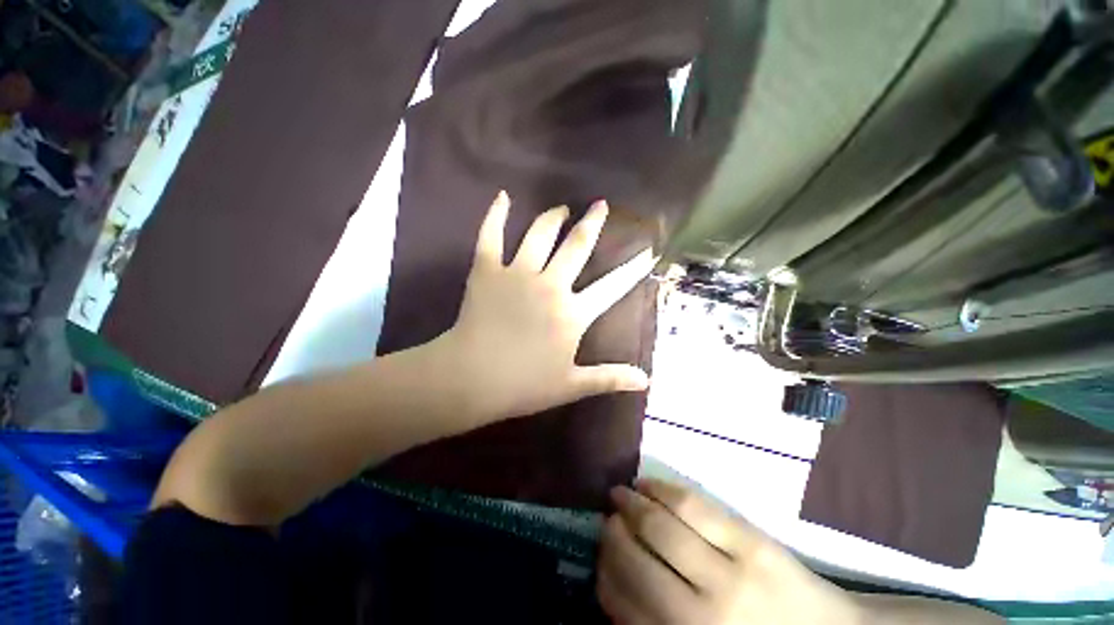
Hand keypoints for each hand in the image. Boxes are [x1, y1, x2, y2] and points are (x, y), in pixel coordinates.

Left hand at [438, 191, 654, 422]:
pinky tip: (503, 197)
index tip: (647, 251)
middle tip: (600, 205)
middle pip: (577, 245)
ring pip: (539, 234)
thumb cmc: (523, 385)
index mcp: (573, 313)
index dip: (633, 269)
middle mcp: (550, 285)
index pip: (612, 287)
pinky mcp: (487, 270)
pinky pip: (491, 235)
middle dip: (592, 223)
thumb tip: (645, 380)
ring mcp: (517, 273)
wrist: (471, 378)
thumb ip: (609, 378)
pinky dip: (496, 214)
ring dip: (553, 216)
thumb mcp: (571, 385)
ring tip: (561, 208)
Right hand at [598, 479, 862, 624]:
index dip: (604, 572)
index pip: (624, 605)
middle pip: (637, 561)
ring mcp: (729, 572)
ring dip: (632, 504)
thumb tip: (613, 586)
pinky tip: (647, 484)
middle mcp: (702, 615)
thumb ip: (655, 624)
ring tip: (619, 495)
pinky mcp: (750, 541)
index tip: (598, 554)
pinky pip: (693, 505)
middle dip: (613, 534)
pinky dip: (662, 489)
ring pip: (660, 525)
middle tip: (607, 519)